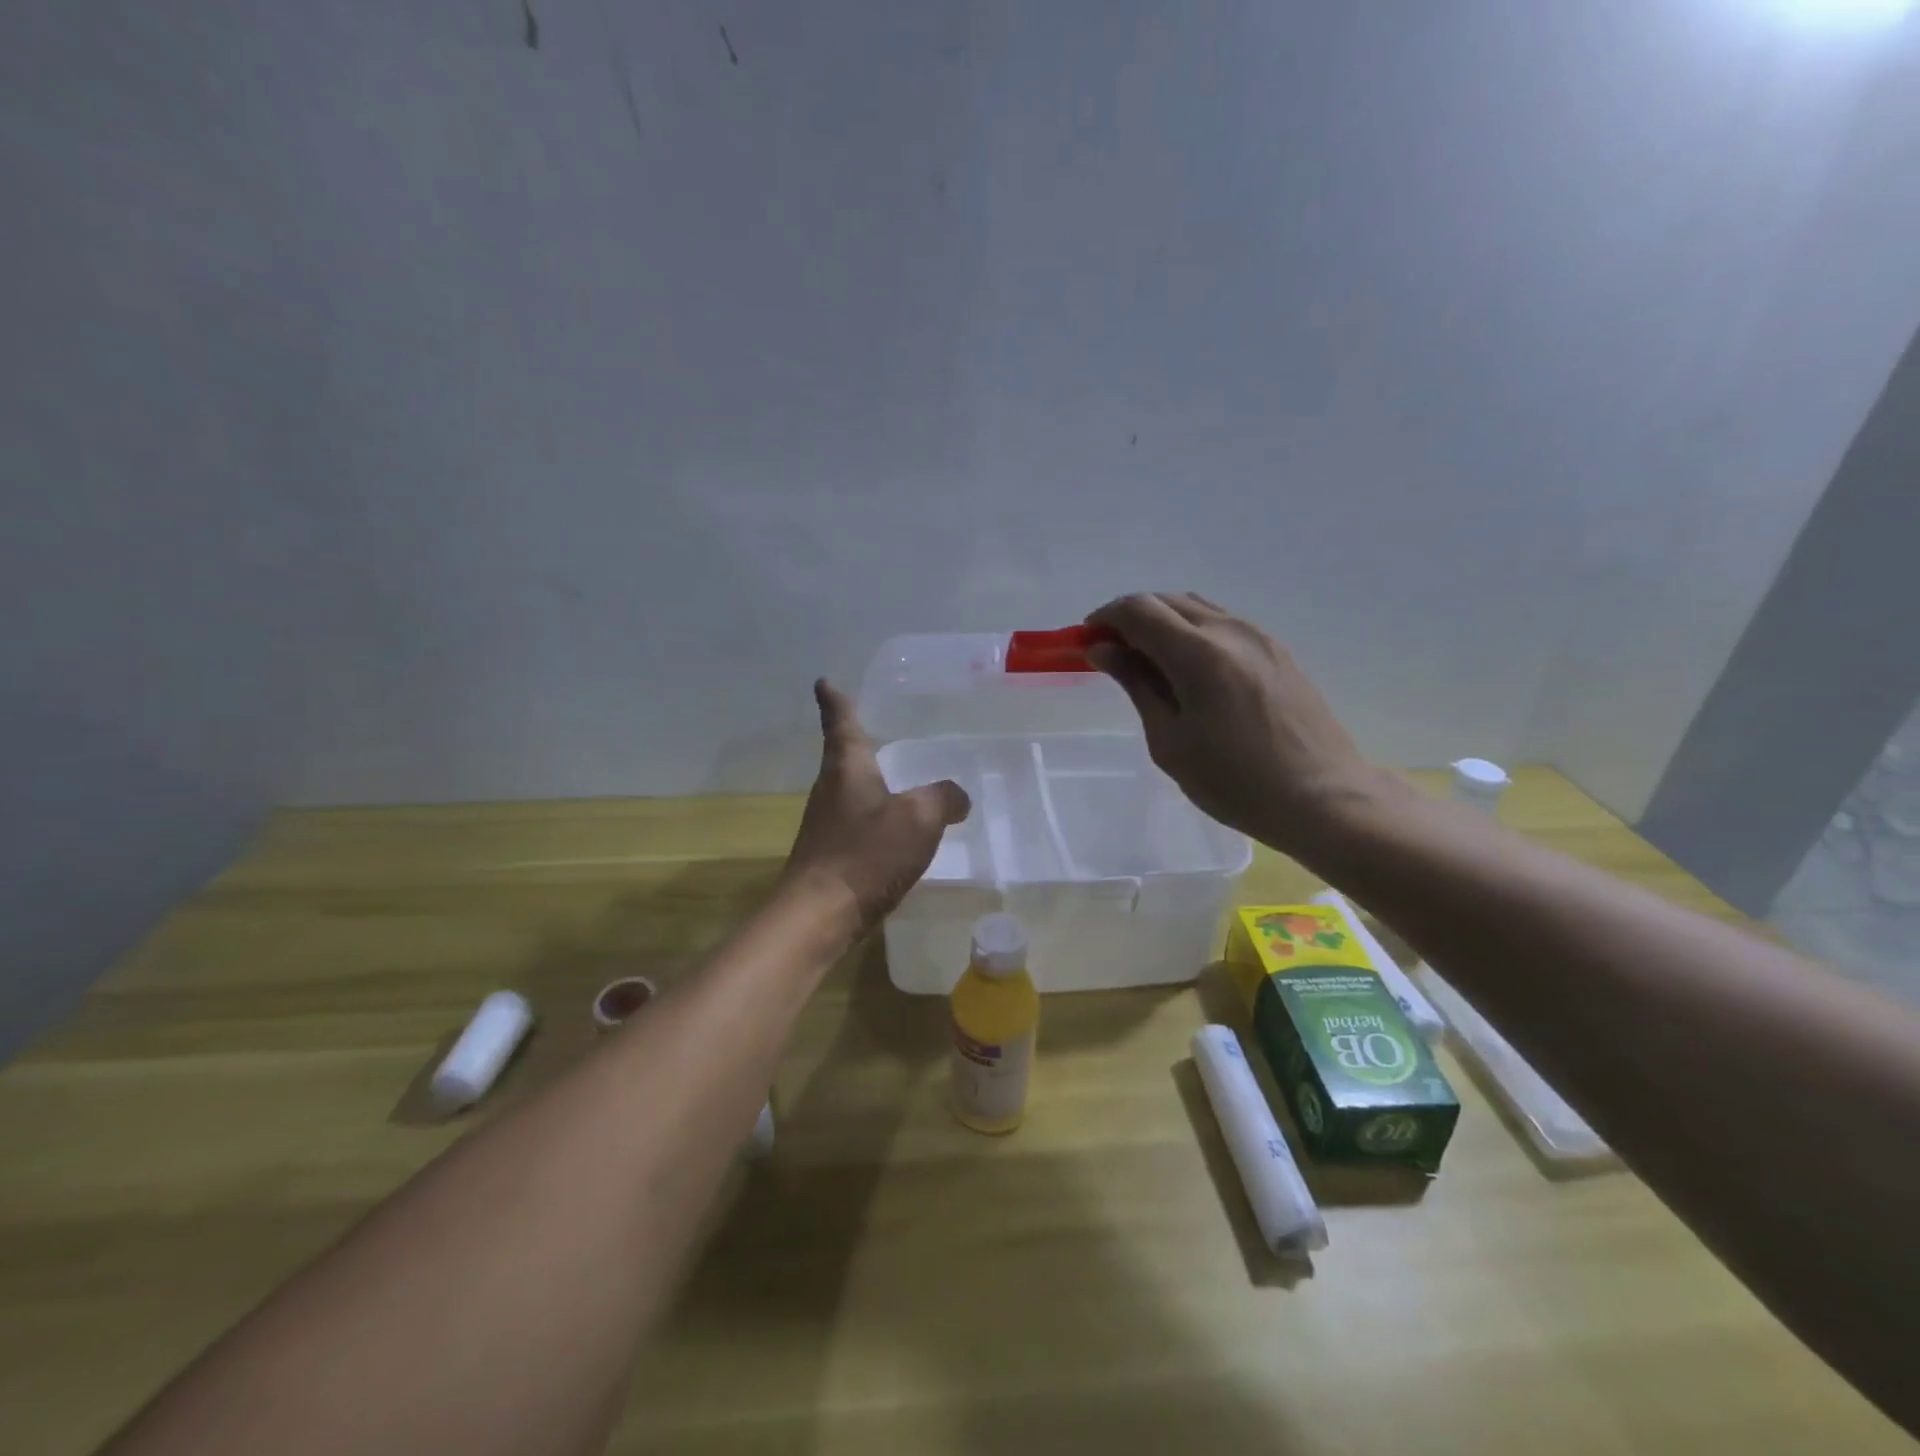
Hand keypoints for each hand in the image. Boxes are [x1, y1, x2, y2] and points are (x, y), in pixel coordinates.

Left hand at [781, 680, 971, 929]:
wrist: (819, 916)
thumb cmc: (866, 855)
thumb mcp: (919, 819)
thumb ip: (943, 799)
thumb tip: (956, 796)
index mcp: (847, 769)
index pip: (841, 723)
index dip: (835, 701)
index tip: (824, 682)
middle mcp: (830, 790)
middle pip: (843, 757)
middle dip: (857, 742)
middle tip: (876, 729)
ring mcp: (826, 824)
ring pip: (850, 792)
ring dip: (868, 782)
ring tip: (895, 780)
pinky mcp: (830, 855)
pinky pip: (857, 824)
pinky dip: (874, 819)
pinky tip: (895, 834)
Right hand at [1085, 593, 1387, 853]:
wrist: (1323, 797)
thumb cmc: (1235, 782)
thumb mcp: (1170, 741)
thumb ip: (1136, 685)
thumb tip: (1104, 649)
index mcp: (1198, 653)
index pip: (1138, 609)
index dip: (1105, 618)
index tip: (1087, 642)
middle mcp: (1230, 630)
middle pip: (1166, 601)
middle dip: (1130, 618)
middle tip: (1112, 654)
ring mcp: (1259, 636)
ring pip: (1196, 608)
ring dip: (1163, 622)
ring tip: (1147, 662)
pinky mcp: (1278, 650)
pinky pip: (1223, 624)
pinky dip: (1193, 632)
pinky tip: (1189, 670)